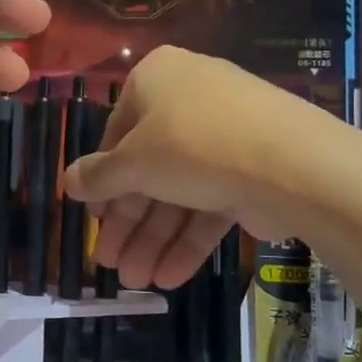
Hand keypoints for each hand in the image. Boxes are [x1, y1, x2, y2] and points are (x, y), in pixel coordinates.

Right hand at [62, 45, 320, 288]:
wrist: (293, 164)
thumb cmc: (192, 145)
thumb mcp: (133, 163)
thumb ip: (98, 176)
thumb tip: (67, 181)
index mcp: (156, 80)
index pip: (116, 134)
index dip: (102, 181)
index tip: (93, 219)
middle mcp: (189, 101)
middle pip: (148, 170)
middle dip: (129, 223)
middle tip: (111, 264)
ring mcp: (226, 137)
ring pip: (178, 192)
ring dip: (154, 239)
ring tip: (137, 282)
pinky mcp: (253, 171)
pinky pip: (210, 203)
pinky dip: (189, 239)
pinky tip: (169, 278)